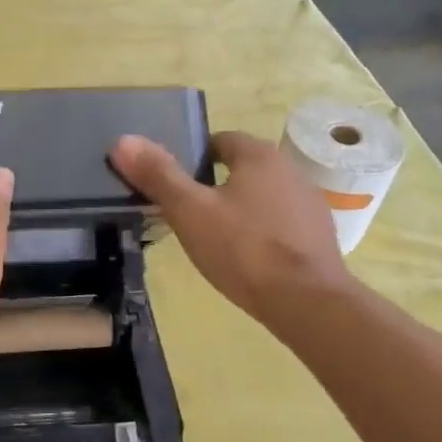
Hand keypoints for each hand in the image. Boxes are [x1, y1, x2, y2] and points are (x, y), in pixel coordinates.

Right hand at [111, 130, 352, 326]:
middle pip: (244, 169)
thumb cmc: (243, 249)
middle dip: (217, 185)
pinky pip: (281, 225)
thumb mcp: (190, 212)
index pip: (221, 140)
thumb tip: (122, 140)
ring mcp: (309, 204)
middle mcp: (290, 170)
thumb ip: (158, 175)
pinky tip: (247, 259)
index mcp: (259, 156)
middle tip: (188, 214)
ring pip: (264, 197)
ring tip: (215, 239)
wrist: (305, 301)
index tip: (176, 183)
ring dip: (242, 209)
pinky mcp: (319, 237)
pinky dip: (262, 234)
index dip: (195, 158)